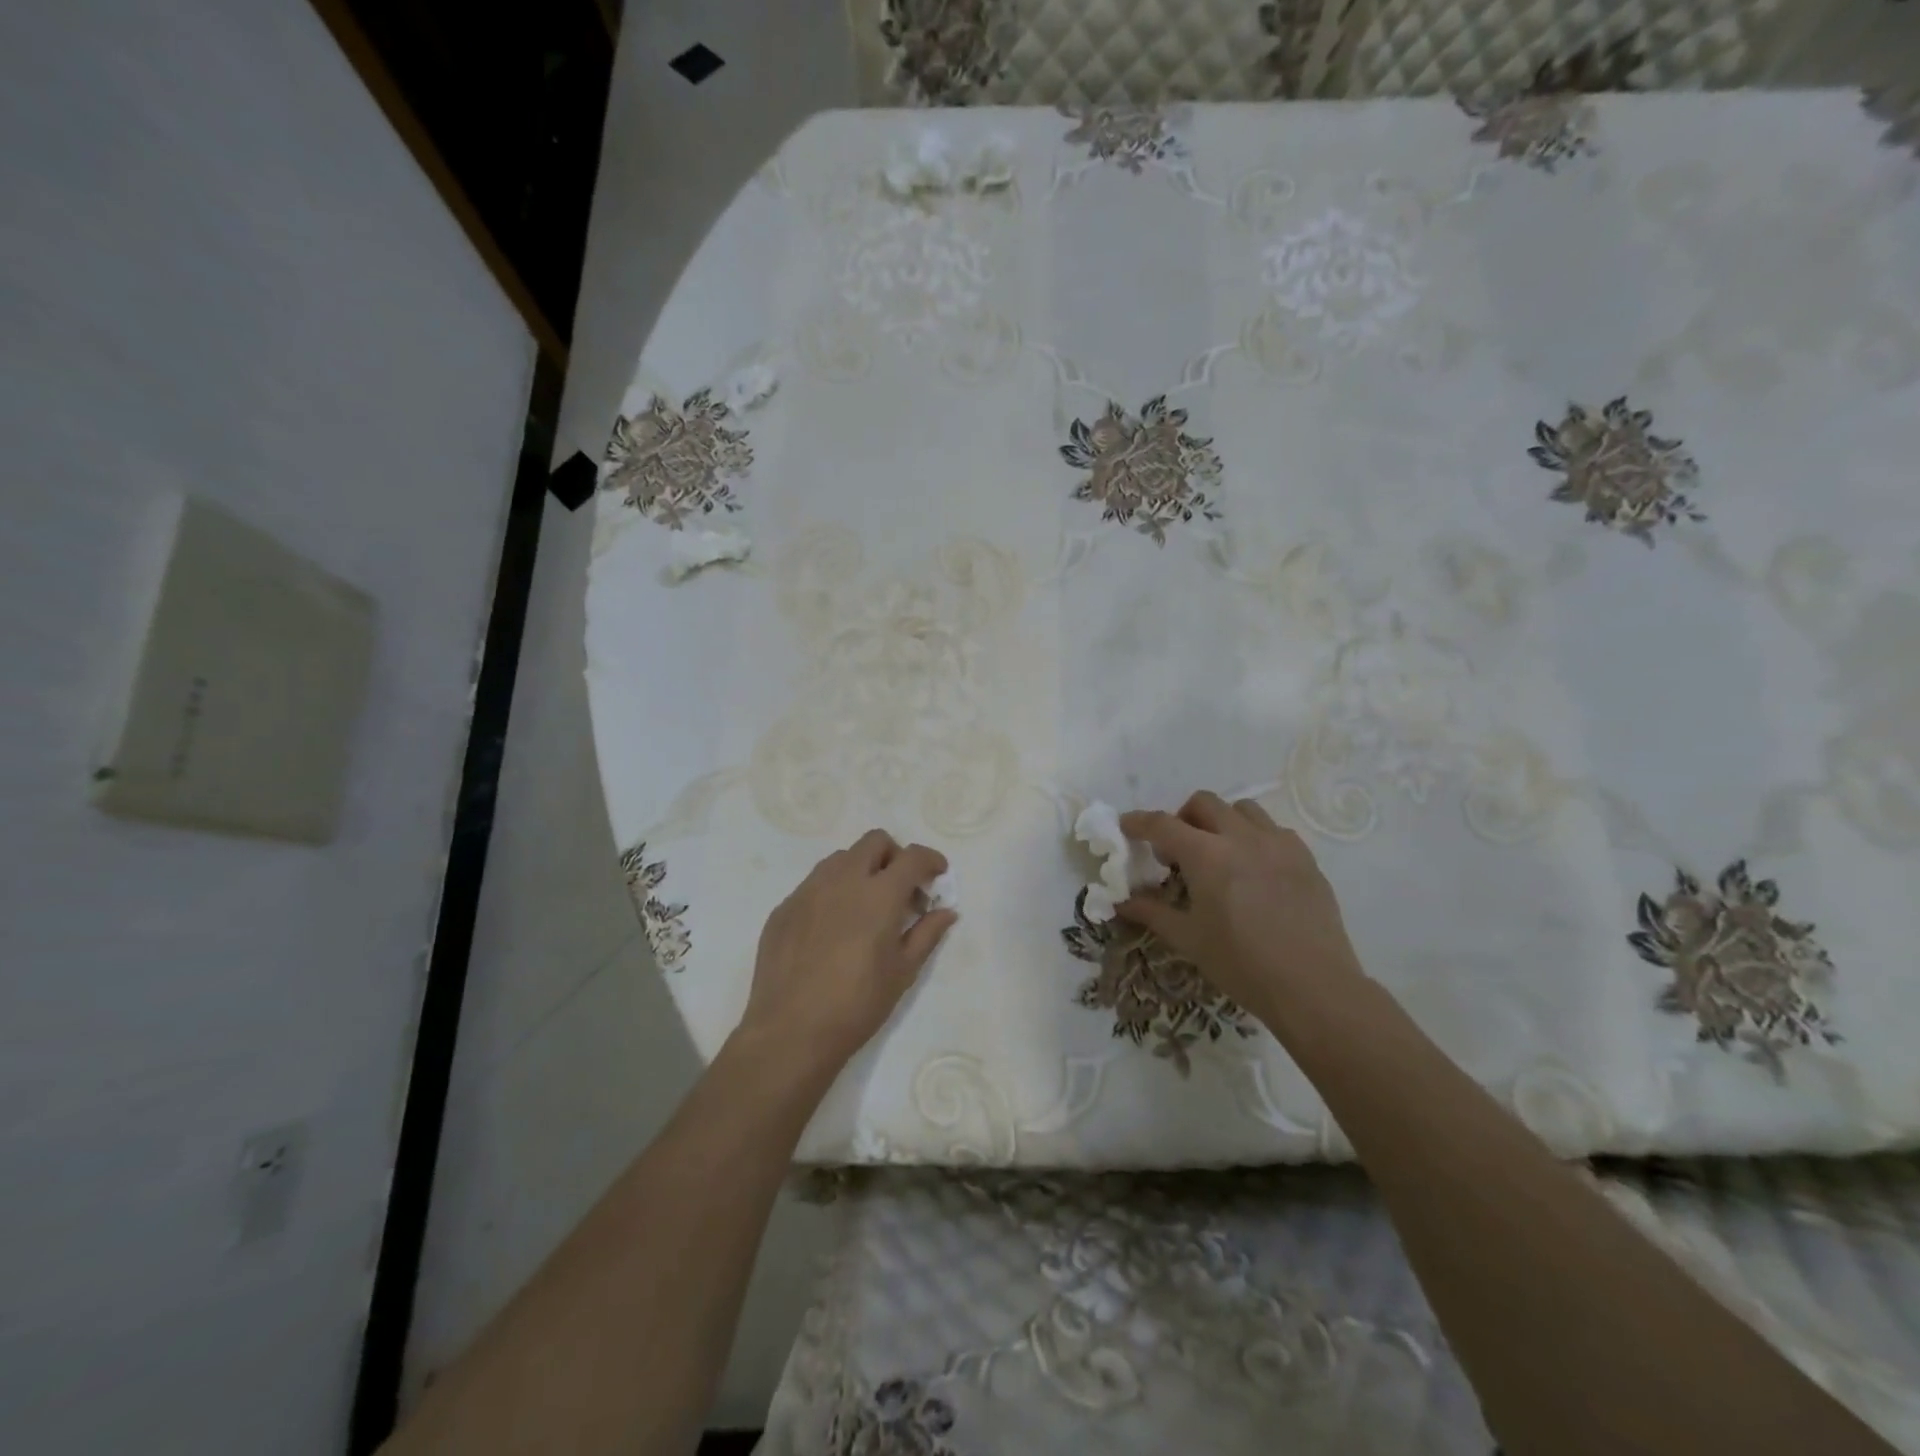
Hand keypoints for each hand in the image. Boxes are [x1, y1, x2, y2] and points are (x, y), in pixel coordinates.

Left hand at [735, 829, 956, 1078]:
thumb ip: (927, 933)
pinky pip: (814, 884)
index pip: (913, 857)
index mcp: (879, 894)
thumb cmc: (857, 1004)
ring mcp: (808, 890)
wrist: (791, 1031)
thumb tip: (946, 911)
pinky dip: (833, 892)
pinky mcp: (784, 907)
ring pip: (841, 858)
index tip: (937, 875)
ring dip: (862, 870)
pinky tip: (833, 929)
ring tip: (866, 908)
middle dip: (895, 856)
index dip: (931, 860)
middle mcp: (843, 880)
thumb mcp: (903, 971)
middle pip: (875, 842)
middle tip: (901, 890)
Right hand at [1119, 792, 1363, 1027]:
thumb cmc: (1241, 963)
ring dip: (1221, 821)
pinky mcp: (1305, 857)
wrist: (1313, 986)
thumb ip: (1152, 912)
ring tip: (1219, 854)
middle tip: (1177, 851)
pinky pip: (1273, 830)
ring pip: (1241, 809)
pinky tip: (1255, 869)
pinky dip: (1254, 837)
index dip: (1139, 822)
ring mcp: (1278, 843)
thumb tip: (1121, 901)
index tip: (1126, 827)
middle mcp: (1241, 837)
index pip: (1162, 824)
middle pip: (1203, 803)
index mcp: (1207, 855)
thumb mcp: (1188, 939)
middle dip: (1182, 818)